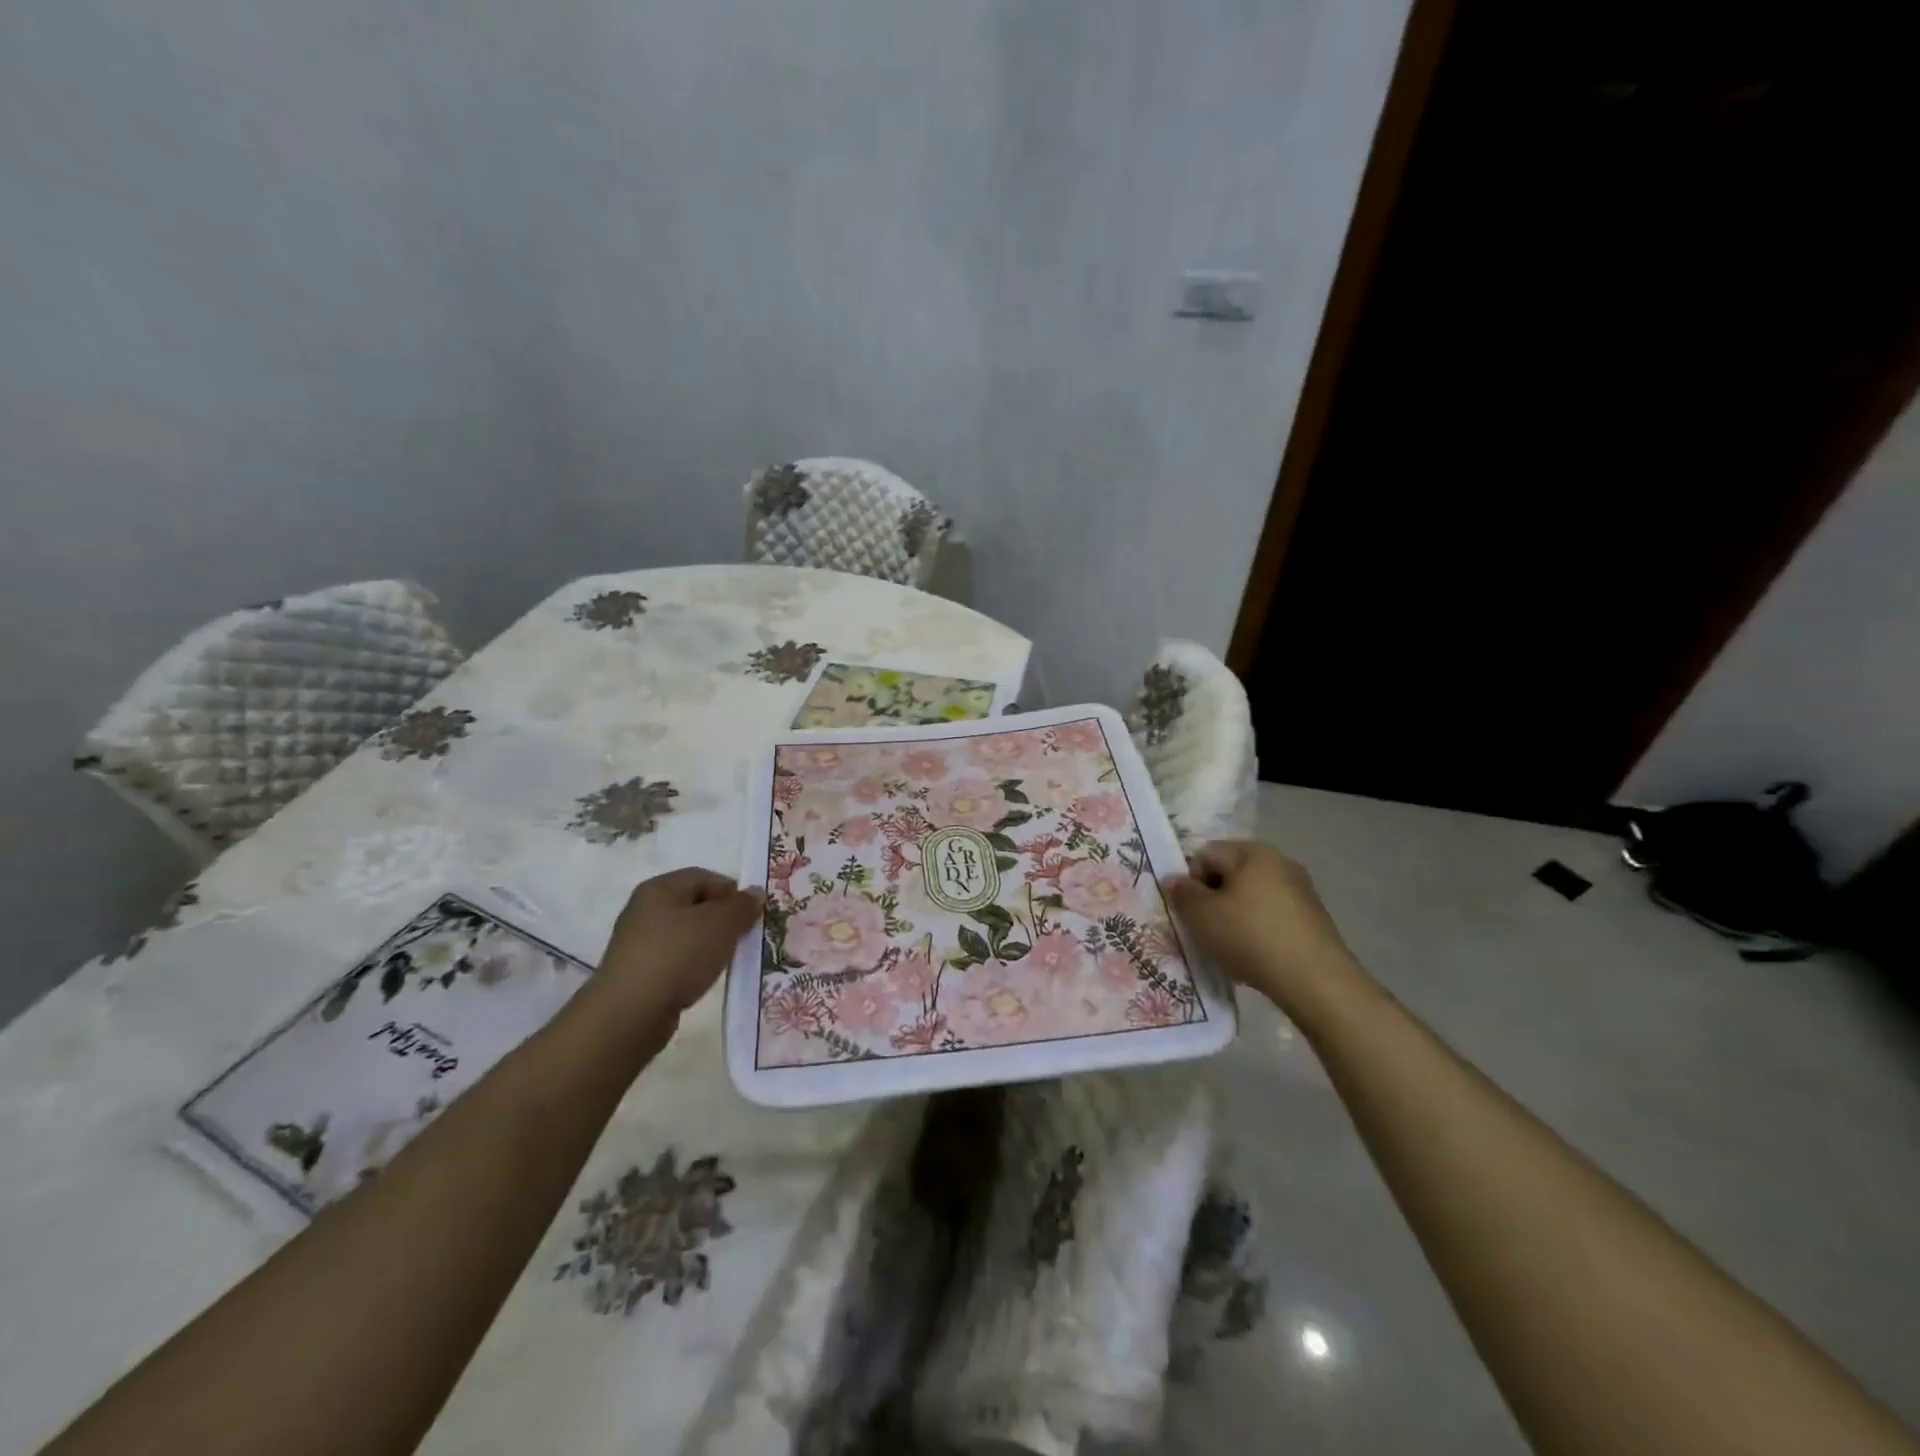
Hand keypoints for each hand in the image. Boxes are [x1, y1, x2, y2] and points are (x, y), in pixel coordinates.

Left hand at [593, 868, 762, 1020]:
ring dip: (709, 944)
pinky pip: (675, 960)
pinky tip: (704, 979)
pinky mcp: (638, 973)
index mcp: (660, 889)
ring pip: (686, 935)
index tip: (752, 913)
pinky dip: (693, 965)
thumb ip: (742, 906)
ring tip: (728, 960)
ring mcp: (638, 944)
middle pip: (694, 906)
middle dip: (723, 919)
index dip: (731, 891)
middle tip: (746, 936)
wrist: (629, 1013)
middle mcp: (644, 910)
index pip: (703, 877)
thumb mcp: (720, 925)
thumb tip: (756, 893)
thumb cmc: (677, 956)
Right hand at [1165, 840, 1368, 1019]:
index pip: (1206, 854)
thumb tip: (1173, 879)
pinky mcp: (1313, 918)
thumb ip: (1182, 893)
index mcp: (1252, 852)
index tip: (1190, 912)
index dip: (1191, 881)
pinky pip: (1272, 915)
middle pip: (1230, 873)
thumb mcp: (1202, 915)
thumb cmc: (1250, 937)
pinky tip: (1255, 955)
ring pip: (1251, 896)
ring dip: (1234, 915)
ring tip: (1229, 946)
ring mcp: (1300, 890)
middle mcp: (1279, 862)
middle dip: (1213, 898)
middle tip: (1205, 929)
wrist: (1314, 980)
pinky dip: (1258, 929)